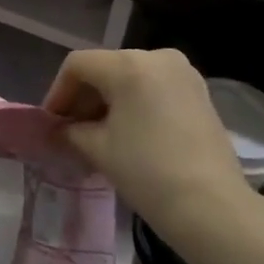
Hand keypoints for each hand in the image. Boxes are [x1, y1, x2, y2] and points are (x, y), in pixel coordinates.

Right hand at [44, 49, 245, 235]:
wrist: (212, 207)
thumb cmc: (147, 172)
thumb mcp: (99, 149)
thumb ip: (71, 131)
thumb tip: (59, 129)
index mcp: (129, 64)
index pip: (78, 65)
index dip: (58, 92)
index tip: (51, 123)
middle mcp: (157, 56)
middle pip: (106, 68)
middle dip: (84, 98)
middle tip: (70, 131)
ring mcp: (183, 73)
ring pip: (131, 77)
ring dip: (109, 101)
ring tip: (97, 135)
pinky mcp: (199, 92)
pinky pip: (154, 88)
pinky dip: (135, 104)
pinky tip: (128, 134)